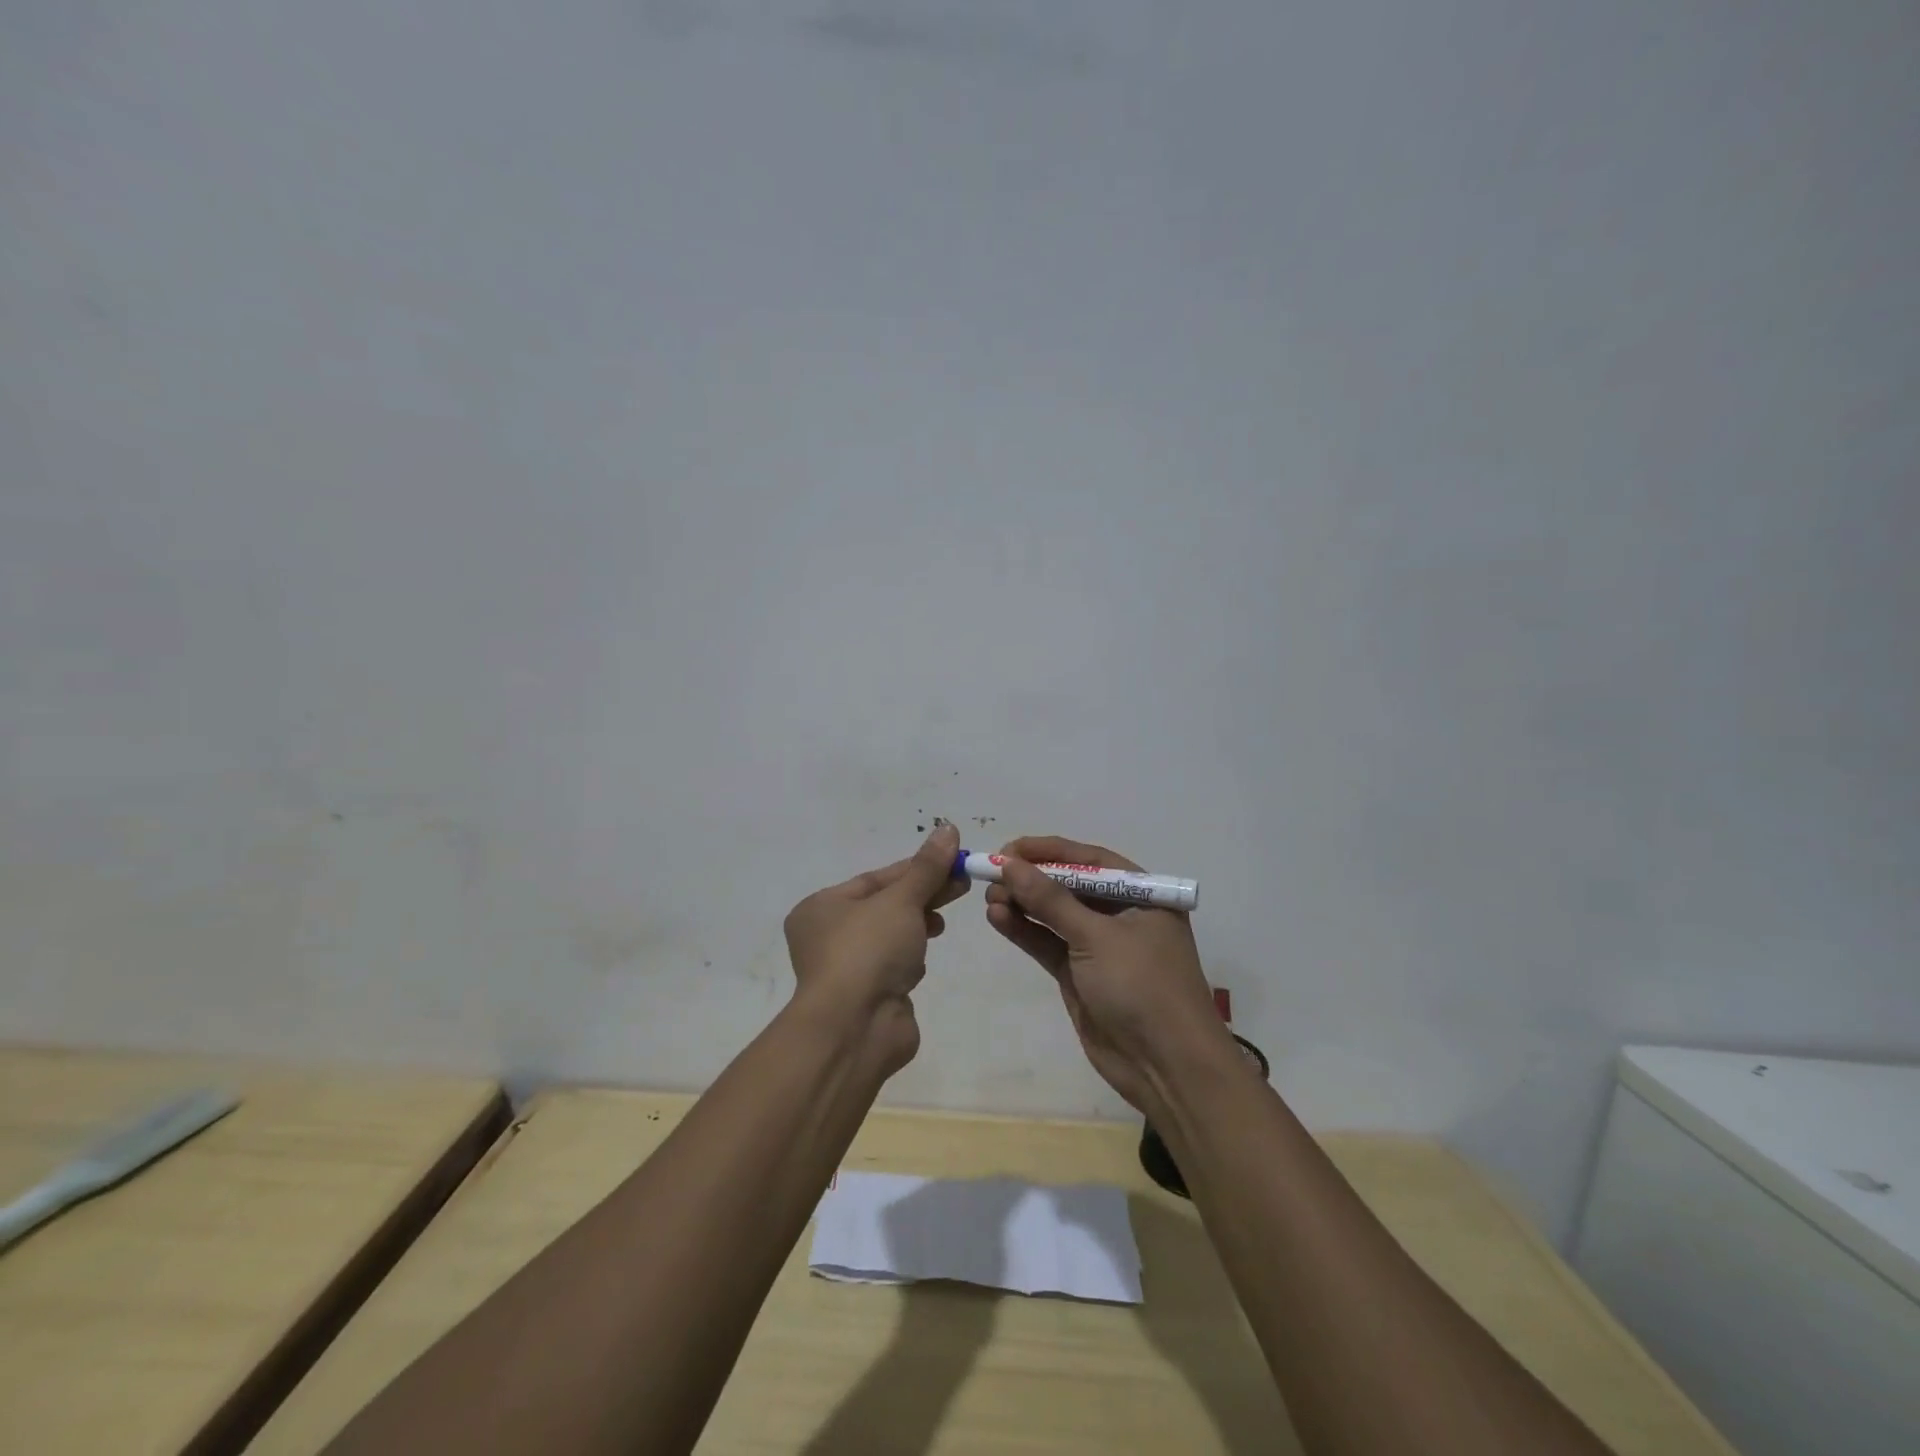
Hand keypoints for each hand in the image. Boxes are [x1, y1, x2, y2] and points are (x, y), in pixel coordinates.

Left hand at [784, 824, 969, 1074]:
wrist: (855, 1028)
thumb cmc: (869, 951)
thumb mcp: (901, 900)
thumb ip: (927, 867)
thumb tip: (948, 828)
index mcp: (822, 907)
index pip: (876, 878)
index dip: (917, 868)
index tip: (953, 860)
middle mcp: (827, 935)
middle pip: (885, 905)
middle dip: (924, 894)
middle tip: (963, 883)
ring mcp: (847, 968)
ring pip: (891, 935)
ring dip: (918, 925)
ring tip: (942, 922)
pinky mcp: (867, 995)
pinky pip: (893, 964)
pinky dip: (910, 957)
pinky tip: (922, 959)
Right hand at [984, 835, 1233, 1112]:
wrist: (1166, 1067)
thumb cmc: (1142, 987)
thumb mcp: (1096, 937)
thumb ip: (1050, 900)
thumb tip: (1008, 864)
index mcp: (1141, 894)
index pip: (1090, 860)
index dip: (1048, 851)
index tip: (1008, 849)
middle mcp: (1121, 914)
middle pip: (1069, 885)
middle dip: (1031, 878)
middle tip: (991, 875)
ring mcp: (1099, 946)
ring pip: (1054, 915)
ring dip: (1022, 904)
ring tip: (988, 898)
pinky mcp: (1080, 974)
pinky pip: (1048, 943)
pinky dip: (1024, 930)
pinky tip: (998, 918)